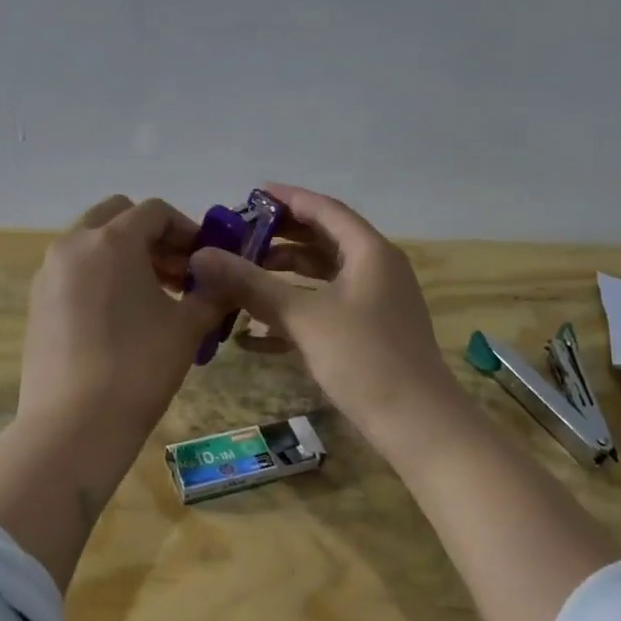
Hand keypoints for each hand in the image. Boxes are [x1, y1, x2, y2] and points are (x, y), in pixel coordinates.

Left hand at [18, 194, 227, 445]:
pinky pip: (73, 270)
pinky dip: (98, 275)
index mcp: (112, 240)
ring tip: (151, 297)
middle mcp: (73, 244)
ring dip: (123, 254)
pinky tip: (118, 316)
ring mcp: (48, 272)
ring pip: (90, 242)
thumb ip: (212, 293)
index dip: (186, 229)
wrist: (75, 423)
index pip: (154, 211)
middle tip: (176, 272)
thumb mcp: (187, 327)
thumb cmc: (139, 367)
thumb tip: (226, 278)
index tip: (203, 259)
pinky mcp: (36, 301)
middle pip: (116, 215)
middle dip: (150, 235)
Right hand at [187, 184, 463, 446]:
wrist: (417, 426)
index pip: (324, 209)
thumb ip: (252, 284)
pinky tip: (253, 331)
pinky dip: (292, 311)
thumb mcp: (303, 317)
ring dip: (282, 275)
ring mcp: (373, 303)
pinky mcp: (367, 334)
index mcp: (369, 252)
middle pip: (322, 240)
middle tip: (237, 238)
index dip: (287, 199)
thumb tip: (202, 257)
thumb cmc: (364, 359)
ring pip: (321, 276)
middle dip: (279, 238)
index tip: (250, 195)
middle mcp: (375, 269)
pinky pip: (324, 308)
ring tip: (240, 277)